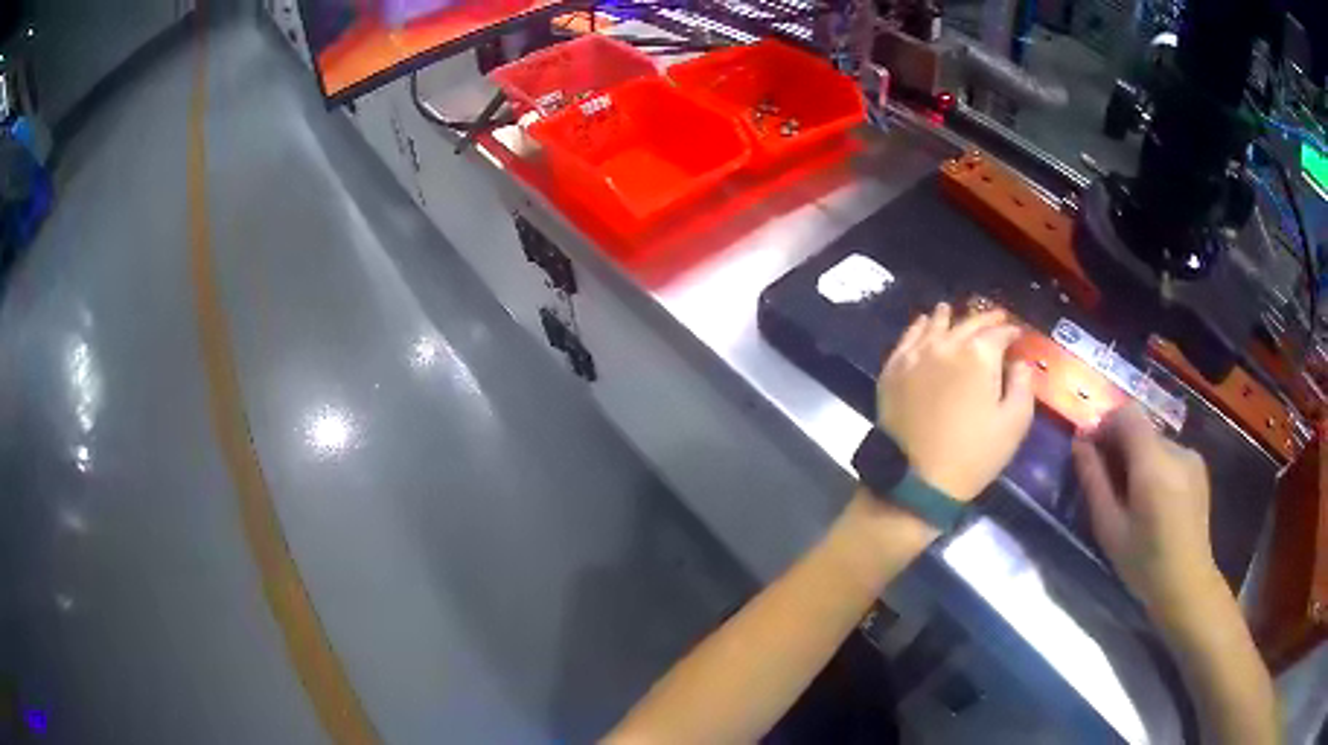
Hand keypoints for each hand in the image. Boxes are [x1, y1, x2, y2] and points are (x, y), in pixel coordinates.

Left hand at [877, 303, 1035, 500]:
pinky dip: (918, 327)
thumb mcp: (1013, 424)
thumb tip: (1021, 362)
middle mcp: (945, 345)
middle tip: (996, 317)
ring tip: (953, 310)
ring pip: (935, 325)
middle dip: (985, 320)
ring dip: (949, 317)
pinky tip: (922, 323)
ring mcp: (914, 356)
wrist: (916, 481)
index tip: (1018, 334)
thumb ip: (1023, 385)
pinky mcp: (892, 370)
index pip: (998, 332)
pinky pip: (907, 339)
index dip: (1011, 331)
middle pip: (967, 324)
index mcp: (978, 355)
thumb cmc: (973, 456)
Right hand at [1072, 405, 1222, 623]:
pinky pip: (1169, 455)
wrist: (1187, 584)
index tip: (1091, 451)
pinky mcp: (1199, 468)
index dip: (1105, 424)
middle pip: (1141, 430)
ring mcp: (1191, 457)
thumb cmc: (1144, 563)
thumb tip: (1080, 443)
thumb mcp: (1110, 528)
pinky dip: (1155, 468)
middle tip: (1106, 483)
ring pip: (1155, 444)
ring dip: (1138, 460)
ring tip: (1131, 499)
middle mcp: (1176, 450)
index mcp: (1153, 463)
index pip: (1127, 415)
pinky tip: (1153, 502)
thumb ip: (1094, 481)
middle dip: (1120, 447)